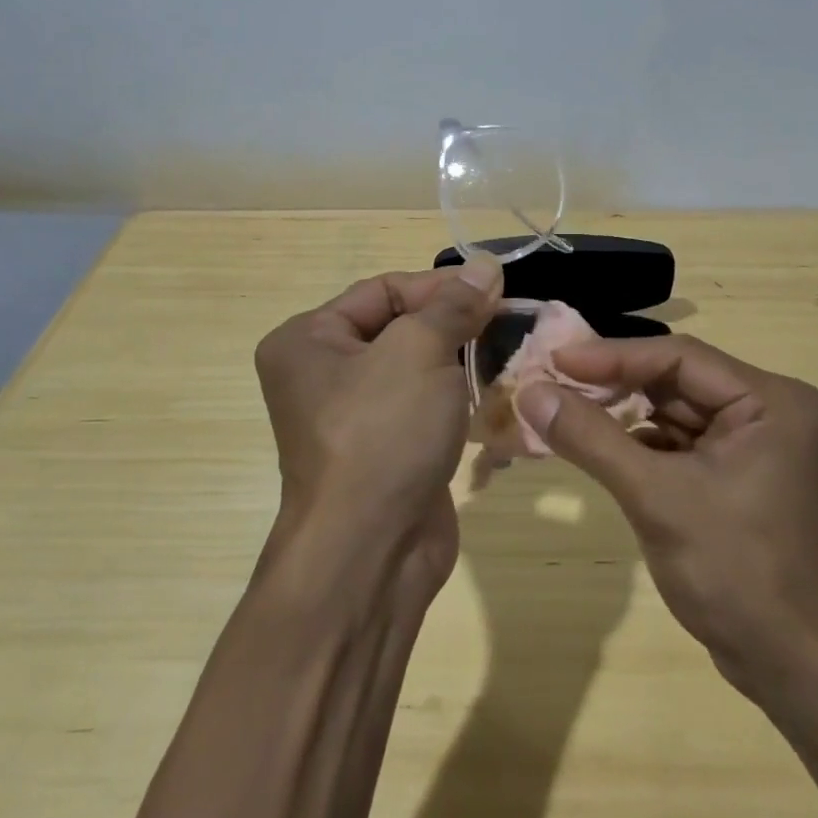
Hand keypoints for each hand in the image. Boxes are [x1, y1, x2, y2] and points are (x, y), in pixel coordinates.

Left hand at [254, 261, 501, 600]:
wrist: (370, 552)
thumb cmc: (382, 433)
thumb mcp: (419, 350)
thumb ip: (454, 305)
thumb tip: (485, 265)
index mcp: (308, 340)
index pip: (383, 290)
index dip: (440, 286)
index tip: (495, 290)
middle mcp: (323, 374)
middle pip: (400, 327)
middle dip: (454, 323)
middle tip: (508, 320)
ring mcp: (354, 418)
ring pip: (417, 369)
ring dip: (462, 361)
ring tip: (509, 354)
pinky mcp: (386, 451)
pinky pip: (425, 408)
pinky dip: (457, 399)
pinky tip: (495, 395)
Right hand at [515, 335, 817, 694]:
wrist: (791, 665)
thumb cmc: (734, 572)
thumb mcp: (656, 497)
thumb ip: (592, 438)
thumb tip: (530, 392)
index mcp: (769, 400)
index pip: (679, 358)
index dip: (612, 356)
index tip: (554, 358)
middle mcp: (767, 408)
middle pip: (675, 380)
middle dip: (613, 383)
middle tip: (550, 381)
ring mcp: (753, 441)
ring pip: (673, 410)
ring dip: (620, 412)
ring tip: (561, 406)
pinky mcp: (736, 471)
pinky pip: (678, 441)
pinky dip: (637, 442)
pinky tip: (596, 444)